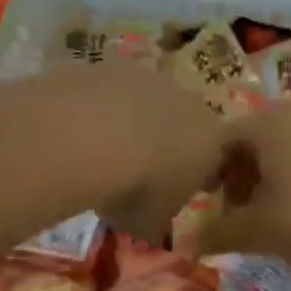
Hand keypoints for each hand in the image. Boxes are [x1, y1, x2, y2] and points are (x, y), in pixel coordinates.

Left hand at [56, 64, 227, 244]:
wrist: (95, 135)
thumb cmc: (138, 188)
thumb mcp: (151, 222)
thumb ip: (156, 220)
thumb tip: (149, 224)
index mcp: (211, 140)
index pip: (214, 158)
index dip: (194, 176)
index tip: (172, 193)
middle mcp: (187, 102)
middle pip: (181, 122)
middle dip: (163, 143)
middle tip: (136, 171)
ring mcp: (148, 77)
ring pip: (144, 101)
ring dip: (129, 122)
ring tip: (99, 151)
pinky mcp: (110, 66)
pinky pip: (109, 91)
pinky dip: (98, 108)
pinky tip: (76, 130)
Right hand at [195, 101, 290, 268]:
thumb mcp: (258, 231)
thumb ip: (216, 234)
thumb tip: (184, 244)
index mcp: (264, 123)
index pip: (218, 143)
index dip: (208, 177)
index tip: (211, 209)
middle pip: (248, 143)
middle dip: (237, 179)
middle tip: (238, 215)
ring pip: (277, 146)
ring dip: (264, 178)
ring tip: (269, 214)